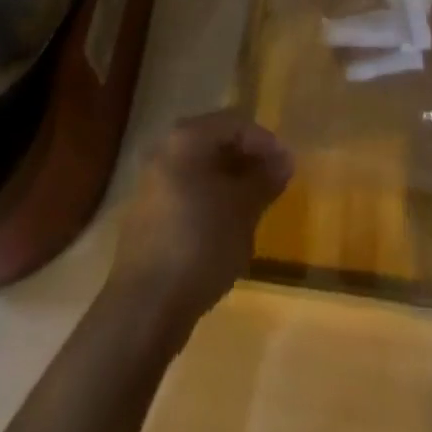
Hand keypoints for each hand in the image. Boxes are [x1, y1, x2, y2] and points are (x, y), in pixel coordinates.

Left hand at [108, 109, 292, 329]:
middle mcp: (165, 151)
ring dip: (231, 183)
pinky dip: (211, 202)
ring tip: (255, 208)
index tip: (287, 167)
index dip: (265, 142)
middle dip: (248, 161)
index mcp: (186, 139)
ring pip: (201, 171)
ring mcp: (152, 185)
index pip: (235, 123)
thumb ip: (265, 179)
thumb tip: (285, 160)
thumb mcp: (243, 210)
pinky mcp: (148, 217)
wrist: (144, 308)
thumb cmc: (200, 244)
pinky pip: (188, 194)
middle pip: (215, 143)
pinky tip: (227, 230)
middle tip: (274, 185)